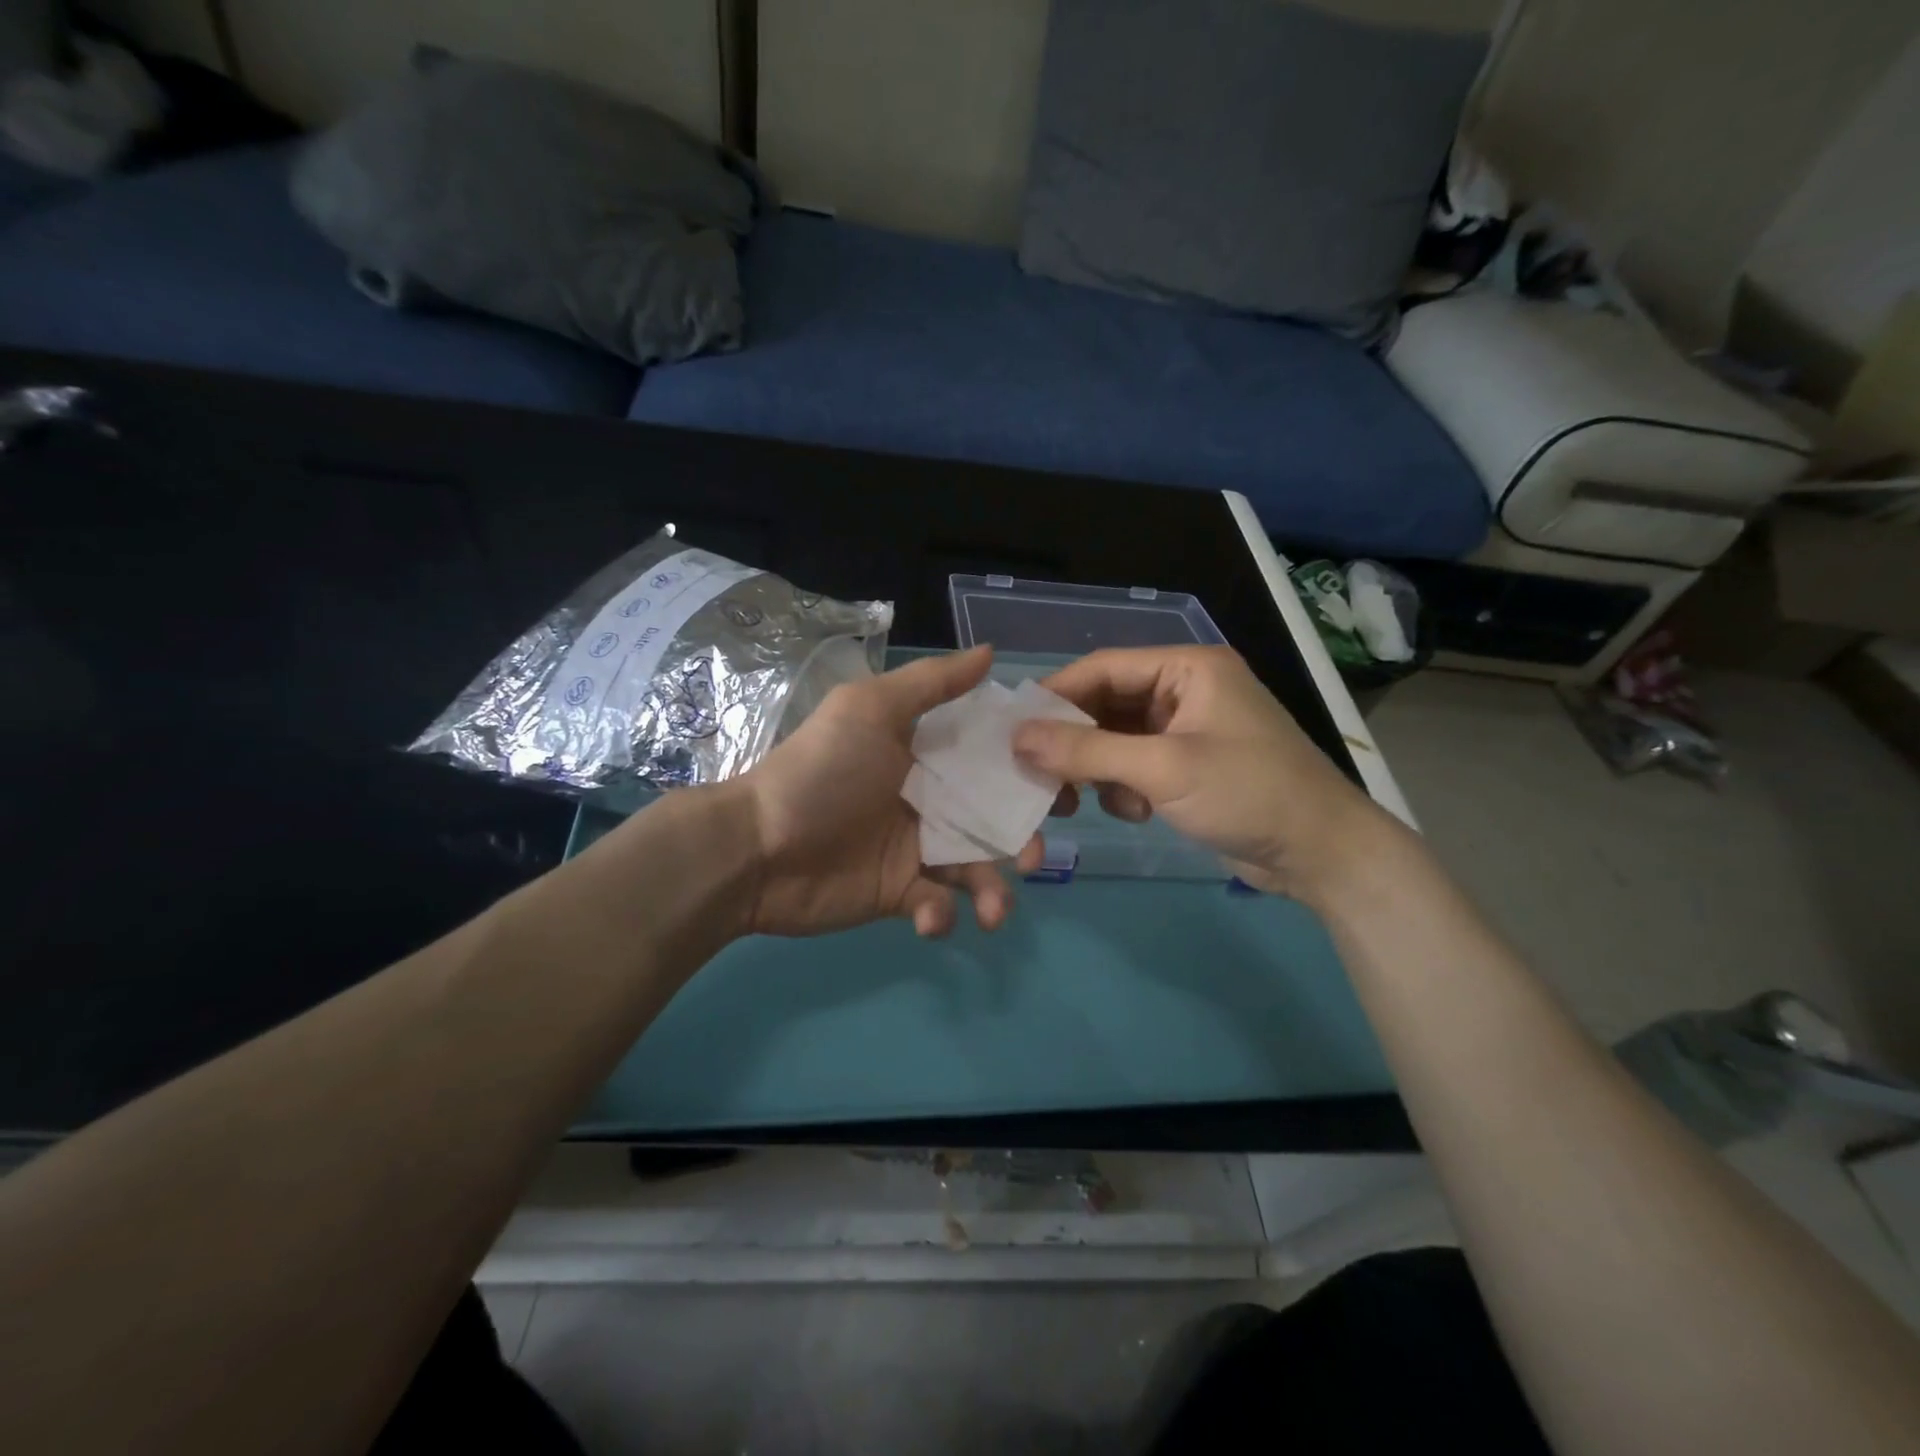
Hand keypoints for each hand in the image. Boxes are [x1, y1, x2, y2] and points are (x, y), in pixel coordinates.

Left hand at [736, 645, 1042, 937]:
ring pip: (974, 870)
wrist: (755, 848)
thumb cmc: (820, 772)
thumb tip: (992, 652)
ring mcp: (914, 850)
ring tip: (994, 910)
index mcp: (927, 756)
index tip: (1062, 781)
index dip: (1027, 769)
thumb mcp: (870, 710)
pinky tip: (927, 915)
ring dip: (993, 891)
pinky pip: (937, 907)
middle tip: (1030, 856)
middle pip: (993, 819)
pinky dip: (941, 916)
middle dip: (1020, 839)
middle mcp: (929, 800)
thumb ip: (931, 683)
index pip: (990, 759)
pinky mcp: (899, 895)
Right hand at [1011, 645, 1397, 904]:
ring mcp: (1186, 730)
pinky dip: (1124, 789)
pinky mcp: (1187, 766)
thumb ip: (1087, 751)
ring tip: (1083, 803)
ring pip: (1114, 740)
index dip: (1055, 696)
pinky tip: (1138, 812)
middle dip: (1074, 743)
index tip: (1013, 730)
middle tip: (1038, 777)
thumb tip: (1017, 739)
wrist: (1322, 854)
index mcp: (1187, 669)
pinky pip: (1134, 766)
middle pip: (1105, 705)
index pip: (1103, 668)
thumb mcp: (1163, 769)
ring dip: (1097, 771)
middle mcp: (1184, 691)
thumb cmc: (1249, 794)